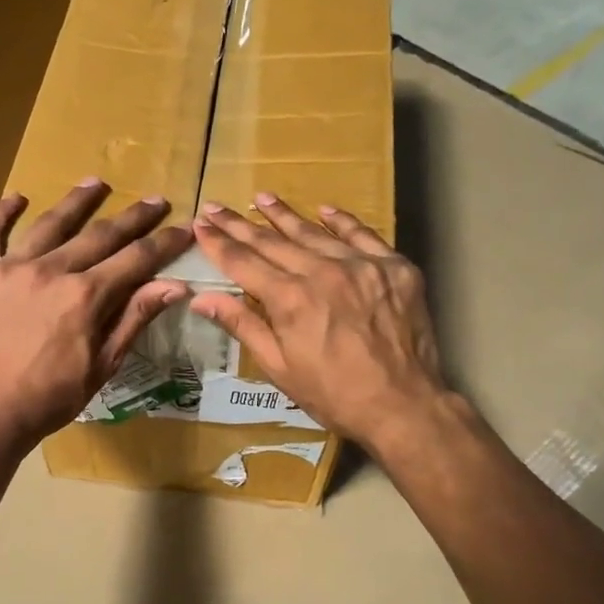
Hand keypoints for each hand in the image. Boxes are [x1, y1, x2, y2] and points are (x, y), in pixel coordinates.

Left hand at [0, 180, 192, 452]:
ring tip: (96, 182)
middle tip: (155, 200)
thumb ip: (135, 318)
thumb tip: (174, 286)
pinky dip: (0, 213)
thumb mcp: (103, 364)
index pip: (136, 260)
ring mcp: (12, 267)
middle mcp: (51, 271)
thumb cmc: (52, 396)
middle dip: (133, 217)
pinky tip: (17, 199)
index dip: (164, 243)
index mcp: (85, 296)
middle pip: (100, 234)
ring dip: (77, 201)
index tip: (185, 228)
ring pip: (50, 223)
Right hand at [190, 195, 452, 455]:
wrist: (402, 405)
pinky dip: (342, 222)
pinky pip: (363, 236)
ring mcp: (362, 265)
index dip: (219, 243)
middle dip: (240, 225)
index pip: (243, 262)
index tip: (200, 224)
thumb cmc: (332, 395)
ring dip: (285, 216)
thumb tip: (202, 299)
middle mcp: (322, 272)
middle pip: (273, 242)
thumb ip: (242, 325)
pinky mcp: (395, 268)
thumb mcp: (278, 367)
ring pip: (315, 233)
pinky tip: (325, 210)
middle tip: (218, 206)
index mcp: (289, 299)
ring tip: (262, 198)